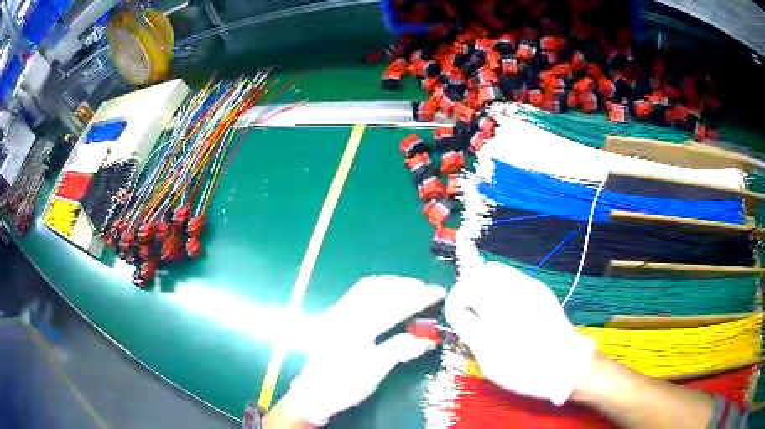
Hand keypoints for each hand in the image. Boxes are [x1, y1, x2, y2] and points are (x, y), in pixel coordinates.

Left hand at [279, 276, 446, 425]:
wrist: (314, 394)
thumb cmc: (345, 385)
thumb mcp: (376, 371)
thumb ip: (401, 349)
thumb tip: (428, 340)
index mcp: (356, 328)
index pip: (394, 306)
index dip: (419, 298)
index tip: (438, 292)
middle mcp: (344, 313)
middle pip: (378, 288)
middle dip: (406, 285)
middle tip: (427, 289)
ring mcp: (336, 312)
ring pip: (366, 286)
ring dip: (391, 284)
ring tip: (411, 288)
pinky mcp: (334, 315)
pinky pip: (358, 293)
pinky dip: (378, 288)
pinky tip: (389, 295)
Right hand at [444, 261, 594, 404]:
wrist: (567, 366)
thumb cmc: (524, 369)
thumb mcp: (488, 359)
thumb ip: (470, 331)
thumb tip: (459, 313)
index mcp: (497, 308)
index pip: (463, 291)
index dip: (454, 303)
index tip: (455, 318)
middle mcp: (513, 289)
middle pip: (478, 273)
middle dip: (466, 288)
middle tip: (465, 309)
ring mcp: (528, 286)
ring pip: (495, 270)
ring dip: (482, 284)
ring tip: (481, 307)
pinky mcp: (539, 289)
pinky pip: (511, 277)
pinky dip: (498, 286)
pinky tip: (501, 307)